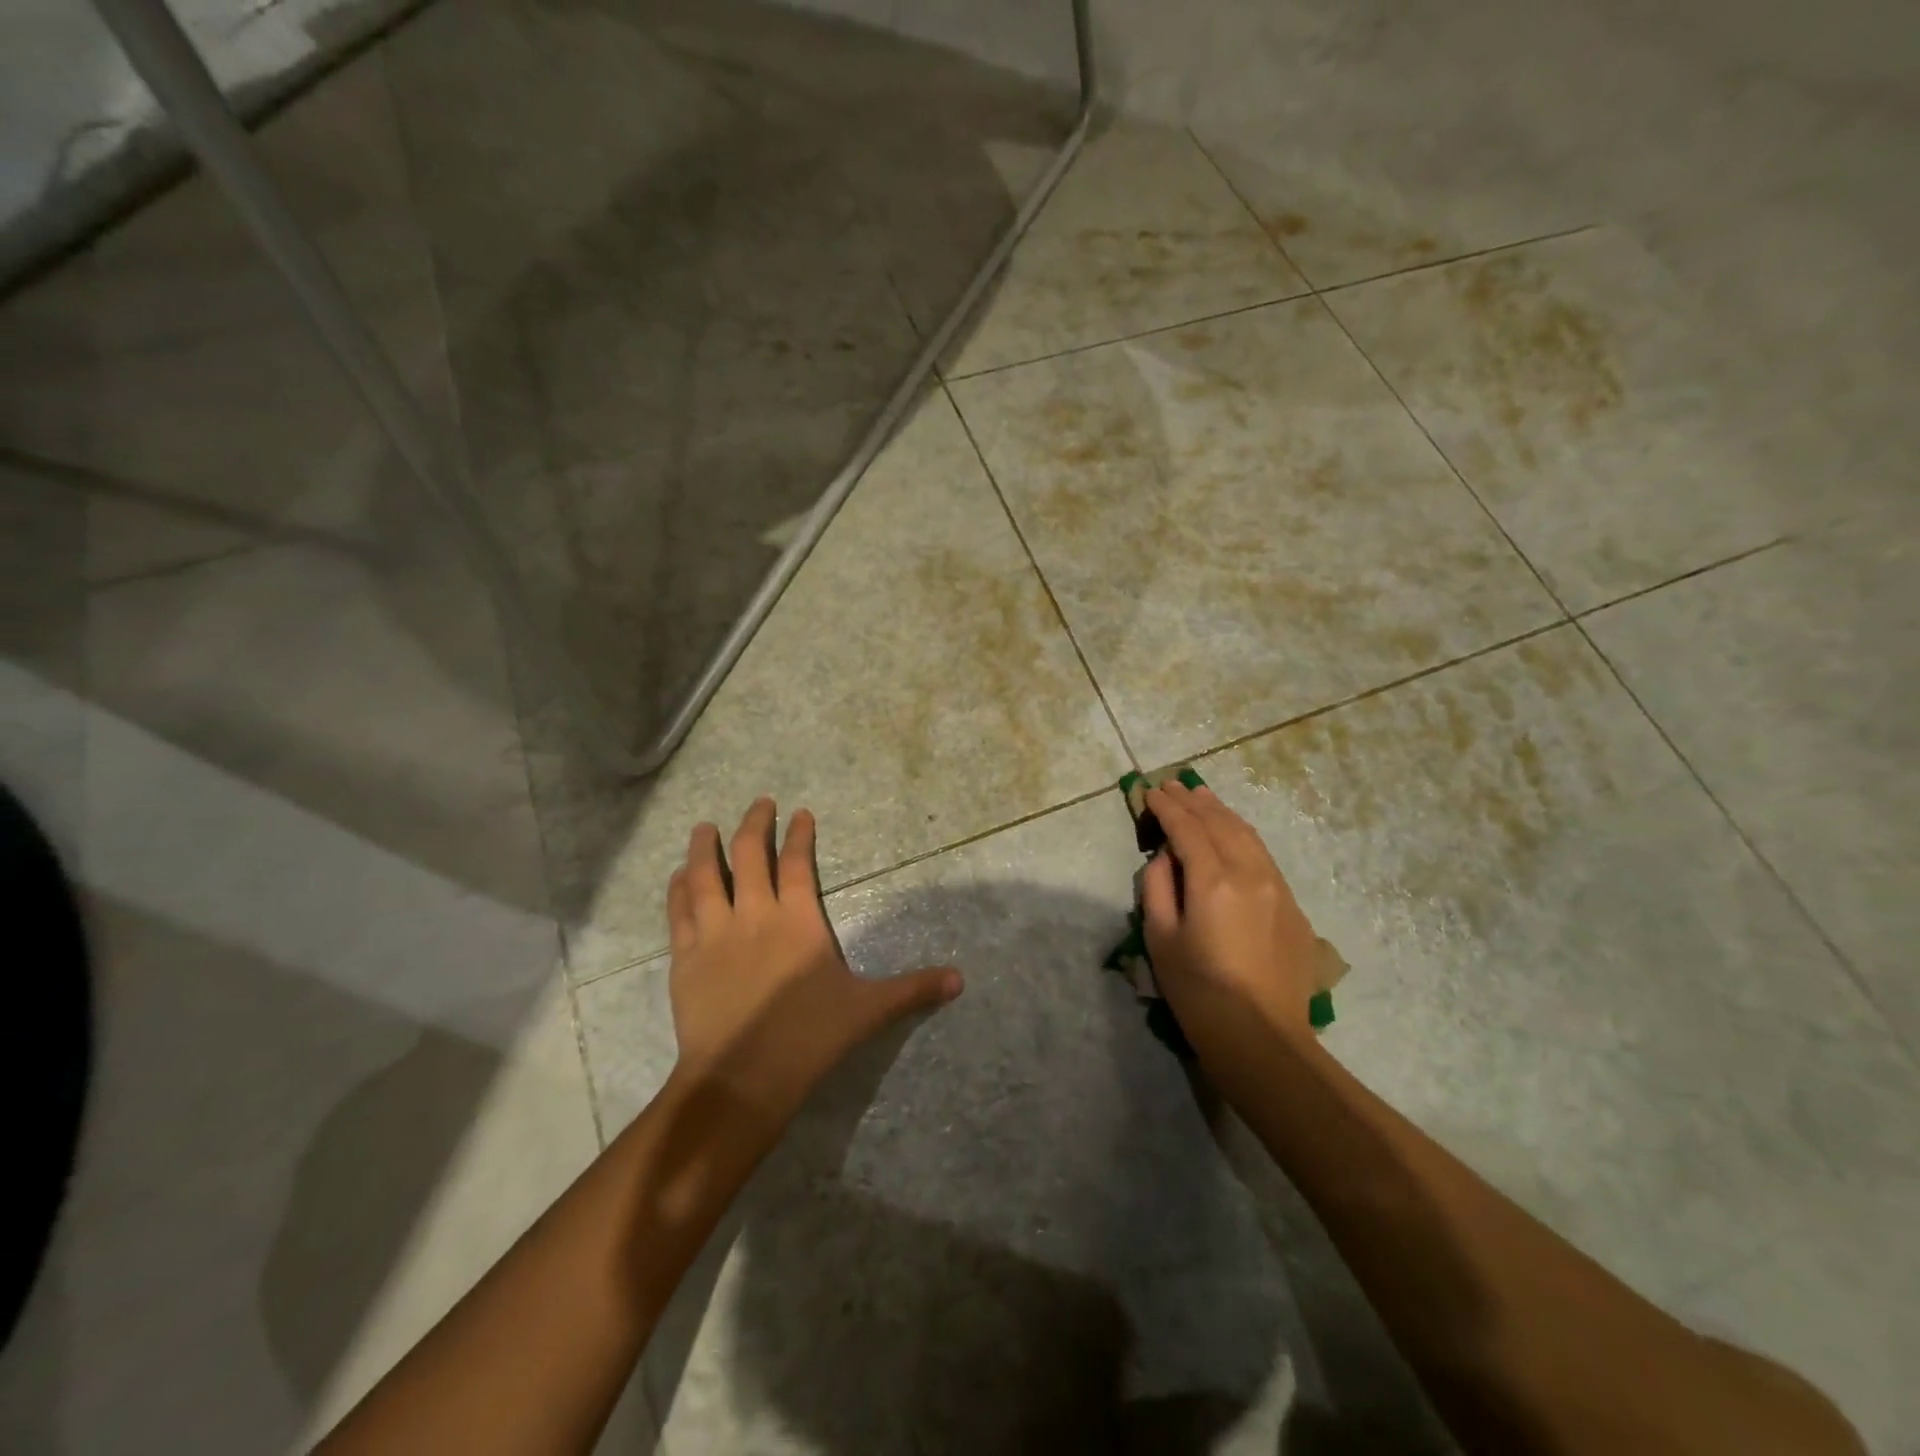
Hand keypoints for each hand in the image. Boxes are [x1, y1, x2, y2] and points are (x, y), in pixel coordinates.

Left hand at [665, 798, 961, 1128]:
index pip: (799, 863)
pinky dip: (679, 888)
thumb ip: (913, 989)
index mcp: (798, 920)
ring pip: (706, 875)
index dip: (800, 835)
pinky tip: (679, 875)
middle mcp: (755, 914)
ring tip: (705, 826)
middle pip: (751, 855)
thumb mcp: (868, 1010)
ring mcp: (715, 933)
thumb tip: (961, 980)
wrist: (741, 1078)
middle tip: (760, 803)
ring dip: (706, 847)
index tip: (801, 813)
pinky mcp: (685, 957)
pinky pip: (679, 910)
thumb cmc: (808, 1038)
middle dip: (756, 823)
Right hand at [1140, 780, 1320, 1055]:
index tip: (1151, 792)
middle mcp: (1250, 873)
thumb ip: (1157, 887)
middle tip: (1173, 785)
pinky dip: (1243, 837)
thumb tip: (1165, 858)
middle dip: (1194, 801)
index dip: (1167, 807)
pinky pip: (1264, 858)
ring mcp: (1278, 888)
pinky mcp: (1293, 908)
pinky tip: (1233, 837)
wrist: (1262, 1038)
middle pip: (1220, 823)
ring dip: (1222, 813)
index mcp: (1213, 880)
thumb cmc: (1198, 992)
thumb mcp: (1160, 938)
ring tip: (1202, 799)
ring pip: (1248, 835)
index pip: (1187, 828)